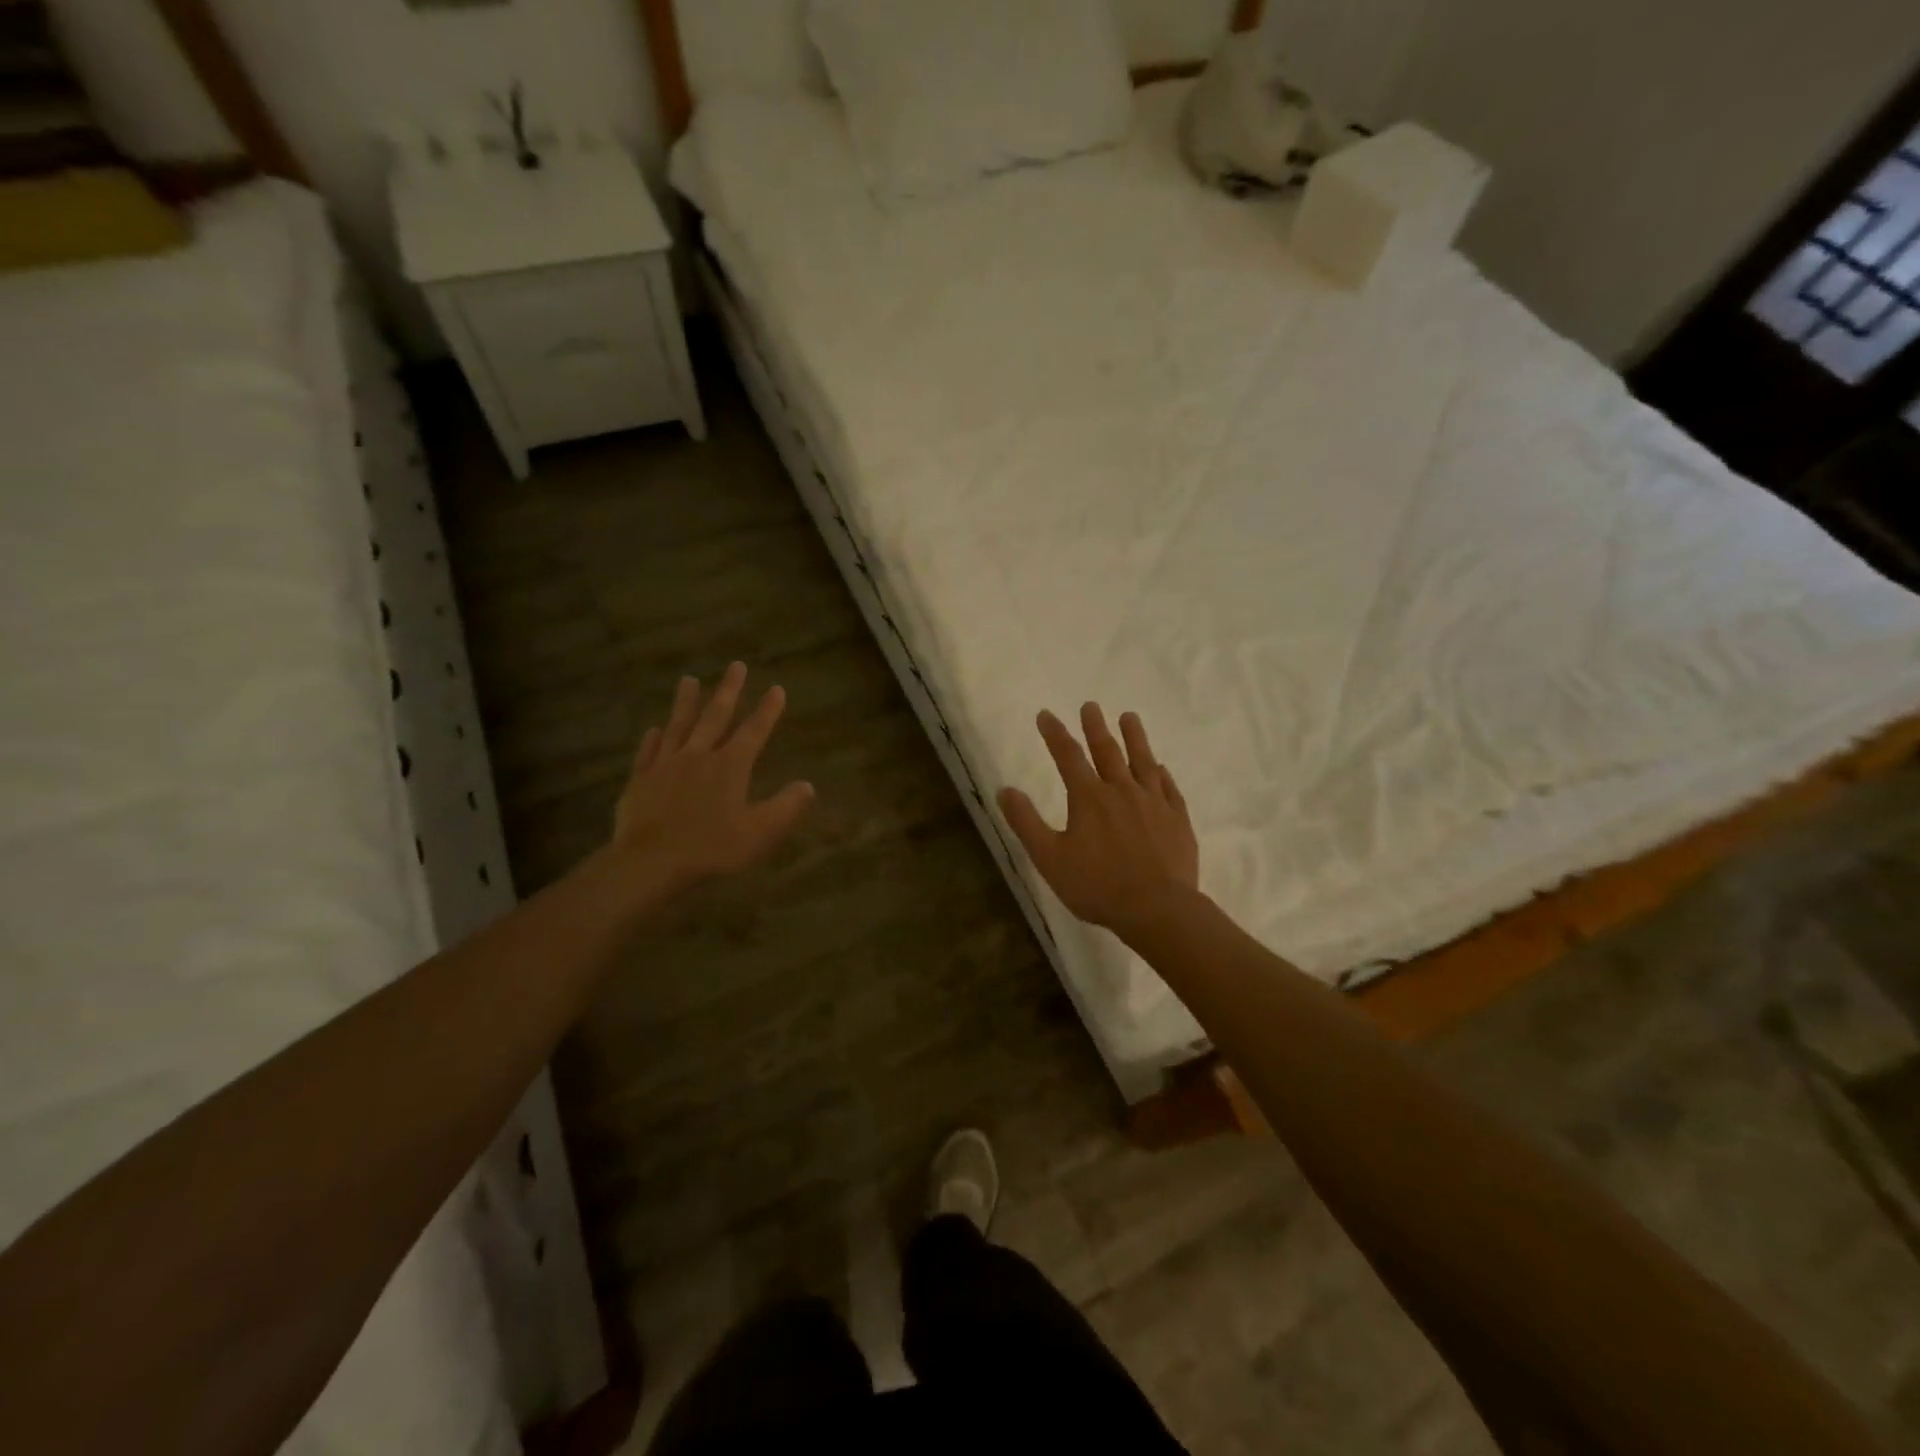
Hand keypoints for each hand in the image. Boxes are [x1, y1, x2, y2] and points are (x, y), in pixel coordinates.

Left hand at [609, 663, 814, 898]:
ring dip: (686, 702)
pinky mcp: (640, 780)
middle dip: (728, 691)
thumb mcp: (760, 832)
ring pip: (678, 726)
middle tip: (735, 666)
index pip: (754, 731)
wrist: (650, 861)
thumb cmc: (711, 848)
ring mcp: (665, 765)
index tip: (777, 689)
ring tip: (688, 680)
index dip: (768, 710)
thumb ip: (786, 807)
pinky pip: (648, 752)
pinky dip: (653, 739)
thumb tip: (808, 786)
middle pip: (715, 717)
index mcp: (730, 766)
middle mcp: (698, 756)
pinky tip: (654, 729)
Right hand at [998, 704, 1198, 937]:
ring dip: (1135, 738)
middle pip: (1107, 751)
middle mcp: (1122, 791)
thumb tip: (1004, 790)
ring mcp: (1154, 803)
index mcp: (1089, 798)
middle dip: (1096, 727)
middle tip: (1091, 705)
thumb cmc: (1098, 886)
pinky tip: (1161, 767)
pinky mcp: (1177, 819)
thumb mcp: (1050, 858)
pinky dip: (1162, 773)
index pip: (1068, 756)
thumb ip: (1026, 823)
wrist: (1158, 909)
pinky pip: (1169, 788)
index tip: (1046, 714)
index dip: (1055, 734)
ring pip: (1143, 761)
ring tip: (1129, 717)